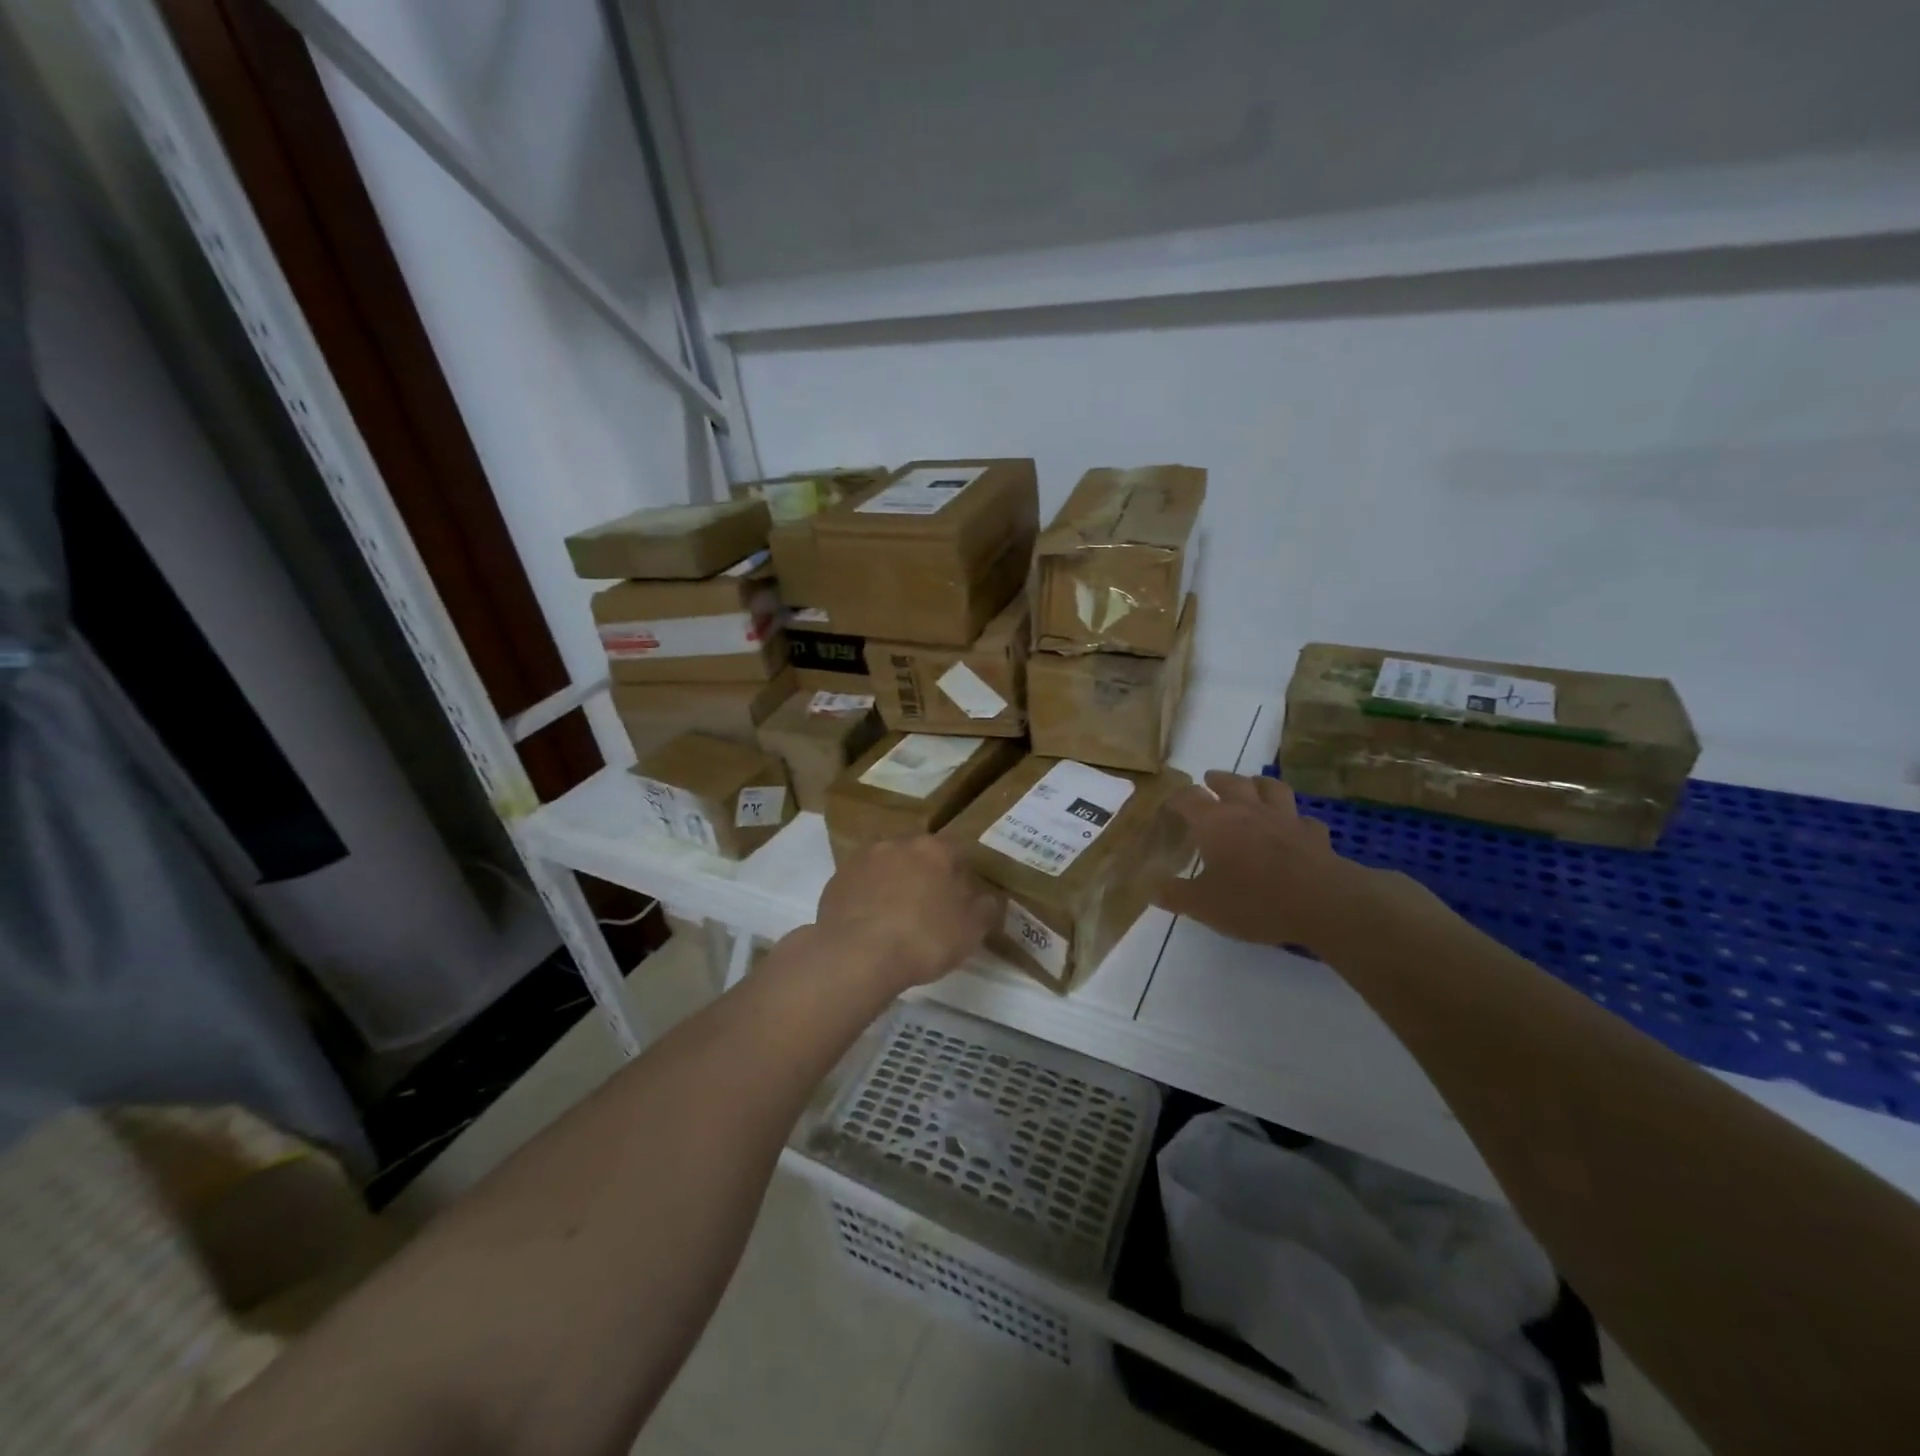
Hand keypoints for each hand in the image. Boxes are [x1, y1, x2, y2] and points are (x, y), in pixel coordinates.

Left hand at [816, 836, 1001, 992]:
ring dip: (894, 883)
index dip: (962, 876)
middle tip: (929, 909)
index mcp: (934, 849)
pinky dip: (868, 897)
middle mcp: (898, 843)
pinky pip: (862, 884)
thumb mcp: (970, 931)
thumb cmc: (923, 939)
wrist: (856, 955)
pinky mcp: (836, 879)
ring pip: (887, 866)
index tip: (962, 901)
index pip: (956, 853)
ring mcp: (863, 859)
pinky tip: (871, 924)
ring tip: (897, 918)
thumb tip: (987, 898)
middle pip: (919, 856)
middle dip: (925, 876)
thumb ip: (984, 909)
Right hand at [1152, 771, 1365, 950]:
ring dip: (1259, 784)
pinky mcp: (1314, 834)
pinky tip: (1295, 827)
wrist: (1321, 902)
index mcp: (1215, 823)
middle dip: (1217, 780)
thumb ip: (1176, 895)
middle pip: (1231, 782)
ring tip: (1254, 786)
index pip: (1190, 798)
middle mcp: (1248, 811)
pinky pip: (1303, 819)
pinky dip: (1296, 820)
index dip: (1178, 799)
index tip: (1171, 804)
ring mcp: (1284, 819)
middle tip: (1210, 779)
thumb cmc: (1253, 900)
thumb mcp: (1203, 906)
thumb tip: (1153, 889)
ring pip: (1271, 789)